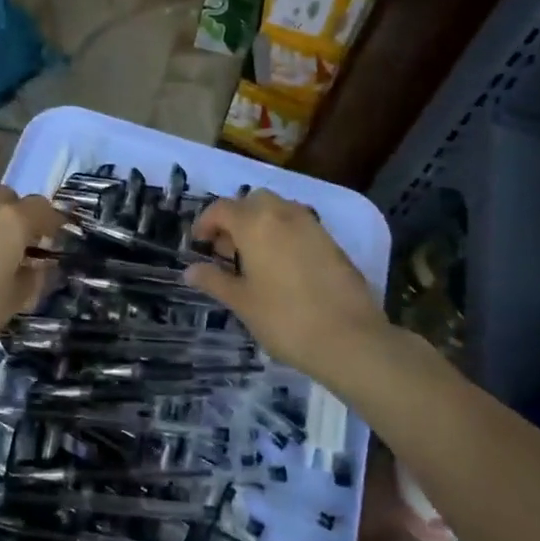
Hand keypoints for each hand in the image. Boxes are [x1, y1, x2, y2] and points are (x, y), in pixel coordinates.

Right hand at [185, 189, 388, 374]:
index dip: (206, 222)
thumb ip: (214, 280)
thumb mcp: (242, 302)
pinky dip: (284, 235)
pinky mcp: (332, 242)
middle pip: (252, 202)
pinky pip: (299, 226)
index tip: (199, 244)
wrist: (349, 338)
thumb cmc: (284, 319)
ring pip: (279, 210)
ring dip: (261, 224)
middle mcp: (283, 214)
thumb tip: (190, 270)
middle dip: (236, 218)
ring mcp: (312, 226)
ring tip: (253, 259)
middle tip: (227, 249)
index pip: (222, 208)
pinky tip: (282, 268)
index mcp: (255, 224)